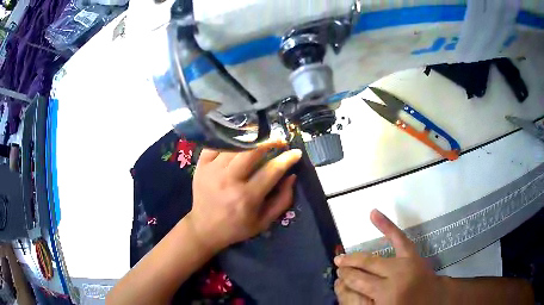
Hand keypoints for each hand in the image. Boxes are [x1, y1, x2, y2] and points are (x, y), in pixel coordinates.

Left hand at [187, 140, 301, 252]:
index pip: (272, 170)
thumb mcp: (264, 222)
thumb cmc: (237, 227)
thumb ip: (282, 200)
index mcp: (247, 197)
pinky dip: (229, 141)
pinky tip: (237, 143)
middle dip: (270, 142)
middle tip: (279, 141)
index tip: (296, 152)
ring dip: (251, 140)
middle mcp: (229, 180)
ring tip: (261, 140)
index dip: (287, 158)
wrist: (204, 228)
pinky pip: (216, 145)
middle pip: (252, 151)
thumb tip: (292, 176)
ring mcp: (212, 171)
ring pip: (235, 145)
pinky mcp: (201, 166)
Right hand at [334, 209, 444, 304]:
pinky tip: (373, 214)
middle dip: (347, 269)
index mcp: (385, 296)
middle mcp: (392, 279)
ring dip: (356, 258)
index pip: (355, 285)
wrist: (434, 301)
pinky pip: (398, 238)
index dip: (343, 282)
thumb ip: (363, 301)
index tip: (336, 280)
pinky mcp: (412, 255)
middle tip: (337, 267)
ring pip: (372, 259)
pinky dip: (386, 225)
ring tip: (344, 258)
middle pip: (362, 271)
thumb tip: (343, 289)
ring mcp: (403, 264)